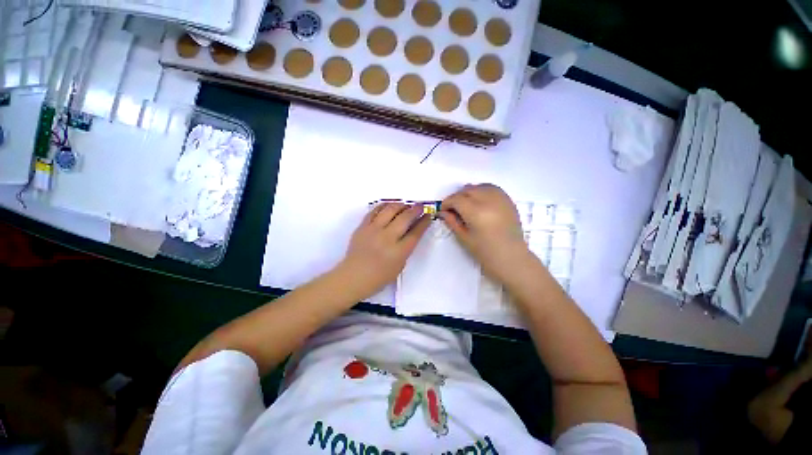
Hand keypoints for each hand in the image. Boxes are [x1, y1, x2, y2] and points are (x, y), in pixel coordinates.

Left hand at [340, 203, 431, 297]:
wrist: (353, 277)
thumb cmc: (379, 277)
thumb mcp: (399, 266)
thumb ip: (406, 248)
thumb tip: (411, 231)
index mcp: (399, 252)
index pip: (416, 232)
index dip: (424, 222)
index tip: (429, 215)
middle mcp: (387, 238)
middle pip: (405, 218)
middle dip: (415, 210)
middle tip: (420, 206)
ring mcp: (373, 230)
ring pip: (390, 210)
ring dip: (401, 205)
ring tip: (406, 205)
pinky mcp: (363, 226)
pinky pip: (374, 211)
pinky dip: (384, 206)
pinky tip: (390, 206)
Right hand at [440, 184, 531, 282]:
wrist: (512, 258)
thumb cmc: (485, 252)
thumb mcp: (464, 238)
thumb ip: (452, 222)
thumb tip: (442, 212)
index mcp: (476, 212)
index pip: (457, 199)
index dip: (447, 203)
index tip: (443, 210)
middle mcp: (488, 201)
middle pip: (467, 190)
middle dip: (456, 197)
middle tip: (453, 208)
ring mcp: (501, 199)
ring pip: (480, 186)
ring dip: (469, 192)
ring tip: (466, 203)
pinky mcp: (508, 201)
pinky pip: (492, 188)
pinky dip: (482, 190)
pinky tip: (479, 200)